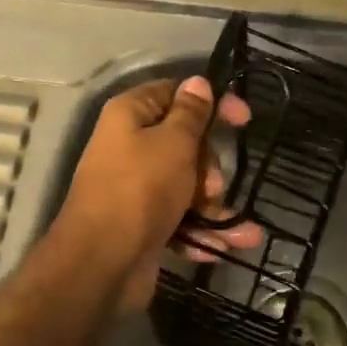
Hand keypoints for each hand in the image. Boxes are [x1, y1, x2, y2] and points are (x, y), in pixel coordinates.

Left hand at [54, 76, 260, 310]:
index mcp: (130, 115)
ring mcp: (136, 187)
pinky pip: (180, 219)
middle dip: (210, 166)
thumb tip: (198, 83)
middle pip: (185, 143)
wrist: (102, 262)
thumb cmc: (141, 189)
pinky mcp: (143, 224)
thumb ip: (191, 113)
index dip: (211, 102)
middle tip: (213, 186)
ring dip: (214, 205)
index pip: (175, 93)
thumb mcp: (173, 143)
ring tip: (233, 226)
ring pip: (187, 185)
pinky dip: (202, 230)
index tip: (244, 119)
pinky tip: (227, 245)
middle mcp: (130, 146)